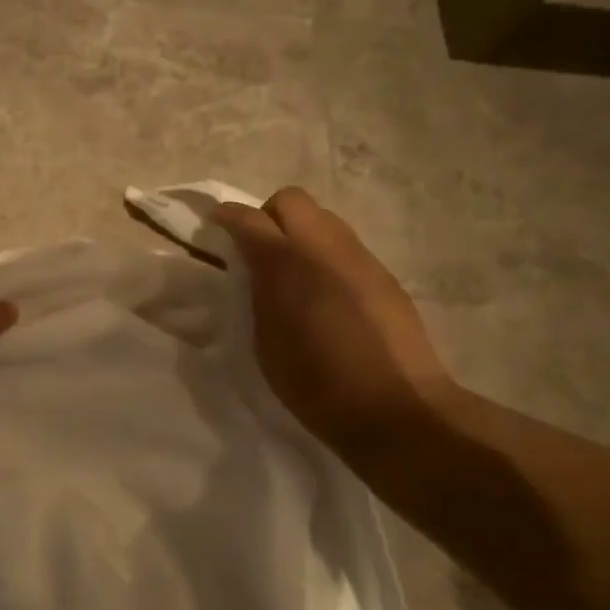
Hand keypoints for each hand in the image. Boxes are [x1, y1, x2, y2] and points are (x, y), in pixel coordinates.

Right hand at [213, 187, 452, 451]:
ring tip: (291, 272)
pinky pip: (345, 245)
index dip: (228, 217)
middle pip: (292, 200)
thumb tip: (257, 273)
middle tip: (256, 249)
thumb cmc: (318, 387)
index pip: (250, 220)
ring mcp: (360, 259)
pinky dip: (325, 254)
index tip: (215, 225)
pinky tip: (324, 293)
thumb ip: (258, 298)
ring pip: (323, 218)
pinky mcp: (383, 275)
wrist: (395, 409)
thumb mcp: (267, 345)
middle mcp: (326, 249)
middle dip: (267, 215)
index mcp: (288, 267)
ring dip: (299, 232)